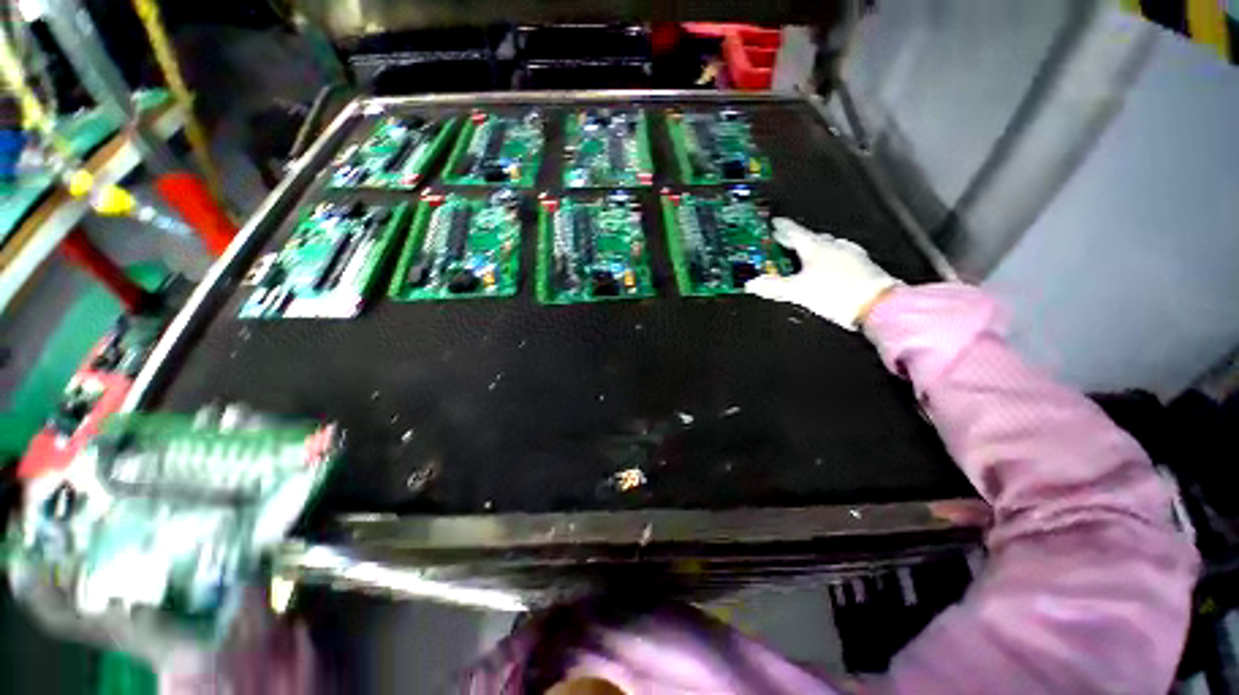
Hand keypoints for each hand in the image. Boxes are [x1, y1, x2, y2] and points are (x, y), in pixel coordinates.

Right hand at [747, 218, 899, 329]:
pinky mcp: (863, 265)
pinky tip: (829, 267)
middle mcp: (834, 246)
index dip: (783, 228)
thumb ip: (774, 287)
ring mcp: (851, 254)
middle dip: (798, 239)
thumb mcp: (798, 292)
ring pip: (828, 246)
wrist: (878, 305)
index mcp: (816, 248)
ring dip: (815, 248)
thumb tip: (751, 284)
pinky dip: (829, 258)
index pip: (795, 232)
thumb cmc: (834, 294)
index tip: (776, 223)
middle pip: (811, 238)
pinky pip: (840, 255)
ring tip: (805, 255)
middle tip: (786, 241)